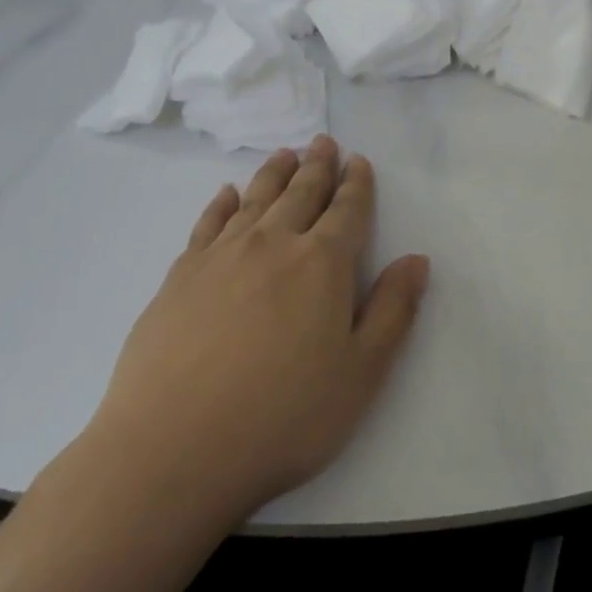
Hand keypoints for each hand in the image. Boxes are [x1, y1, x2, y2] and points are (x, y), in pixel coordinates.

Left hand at [87, 136, 429, 520]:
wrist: (175, 448)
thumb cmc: (284, 416)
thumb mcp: (361, 373)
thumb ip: (392, 311)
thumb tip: (416, 260)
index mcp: (322, 265)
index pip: (347, 211)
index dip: (357, 185)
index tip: (359, 161)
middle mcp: (272, 245)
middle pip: (300, 194)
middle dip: (317, 167)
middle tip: (323, 143)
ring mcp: (220, 257)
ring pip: (254, 200)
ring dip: (274, 174)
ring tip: (285, 154)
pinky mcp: (179, 277)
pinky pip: (207, 223)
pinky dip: (221, 203)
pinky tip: (226, 194)